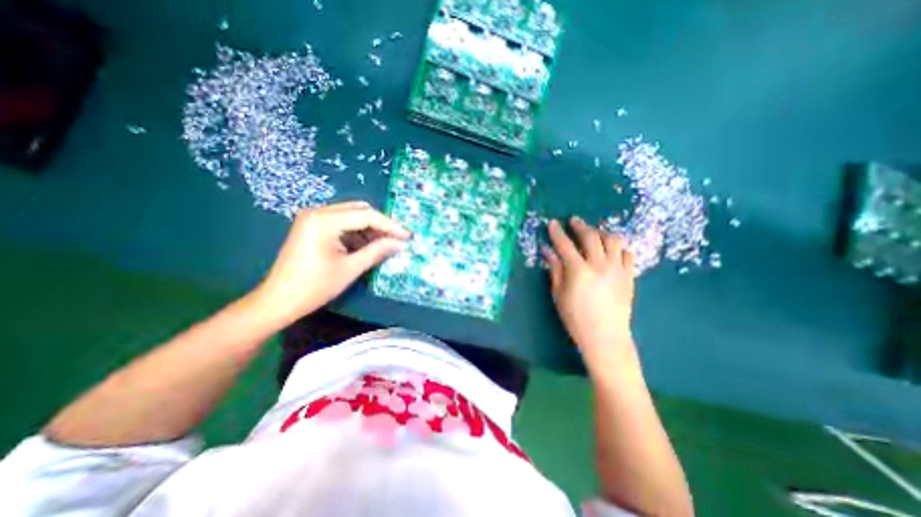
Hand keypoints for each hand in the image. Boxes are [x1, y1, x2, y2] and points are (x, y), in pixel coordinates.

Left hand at [250, 202, 409, 326]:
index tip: (407, 236)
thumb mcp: (351, 268)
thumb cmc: (315, 287)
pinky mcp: (312, 226)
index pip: (366, 216)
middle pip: (359, 210)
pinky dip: (357, 232)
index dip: (390, 226)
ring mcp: (313, 218)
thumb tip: (400, 244)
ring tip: (385, 244)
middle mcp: (318, 212)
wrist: (278, 301)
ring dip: (370, 228)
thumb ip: (377, 251)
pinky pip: (342, 223)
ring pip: (352, 215)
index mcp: (324, 221)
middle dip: (381, 225)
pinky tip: (367, 245)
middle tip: (397, 239)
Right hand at [541, 219, 637, 366]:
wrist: (605, 337)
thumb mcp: (559, 294)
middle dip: (580, 226)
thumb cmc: (576, 318)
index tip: (553, 223)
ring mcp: (617, 269)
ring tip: (594, 233)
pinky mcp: (629, 276)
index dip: (557, 232)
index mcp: (579, 271)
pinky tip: (612, 250)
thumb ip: (554, 269)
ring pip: (613, 240)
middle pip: (591, 237)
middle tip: (574, 221)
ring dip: (601, 232)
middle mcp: (600, 265)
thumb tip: (547, 251)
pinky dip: (619, 247)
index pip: (565, 245)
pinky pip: (628, 253)